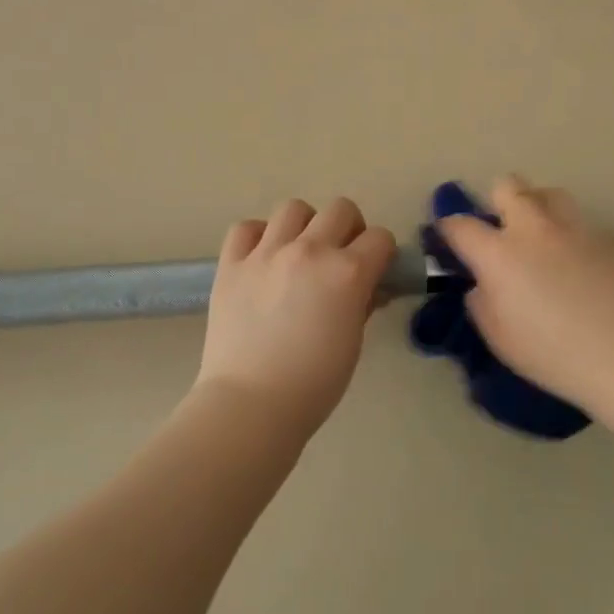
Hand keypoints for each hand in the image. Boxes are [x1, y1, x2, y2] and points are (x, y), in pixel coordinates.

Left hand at [198, 198, 396, 437]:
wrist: (250, 404)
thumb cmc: (314, 384)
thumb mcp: (353, 342)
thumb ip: (362, 303)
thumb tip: (368, 287)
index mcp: (347, 272)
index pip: (380, 238)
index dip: (382, 253)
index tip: (376, 269)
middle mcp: (309, 251)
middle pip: (341, 209)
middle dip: (349, 228)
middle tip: (341, 257)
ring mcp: (266, 253)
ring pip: (294, 208)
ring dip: (304, 226)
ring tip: (298, 253)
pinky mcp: (231, 264)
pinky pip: (245, 228)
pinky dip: (257, 237)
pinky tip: (261, 259)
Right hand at [436, 176, 613, 414]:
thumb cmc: (555, 355)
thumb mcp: (500, 338)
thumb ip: (482, 302)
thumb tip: (483, 284)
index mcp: (499, 254)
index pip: (460, 224)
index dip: (448, 228)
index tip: (448, 238)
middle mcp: (534, 228)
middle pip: (507, 186)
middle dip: (497, 201)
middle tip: (502, 231)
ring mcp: (575, 227)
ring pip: (548, 193)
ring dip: (537, 207)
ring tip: (542, 236)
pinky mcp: (609, 236)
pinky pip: (580, 222)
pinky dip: (570, 234)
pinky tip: (580, 264)